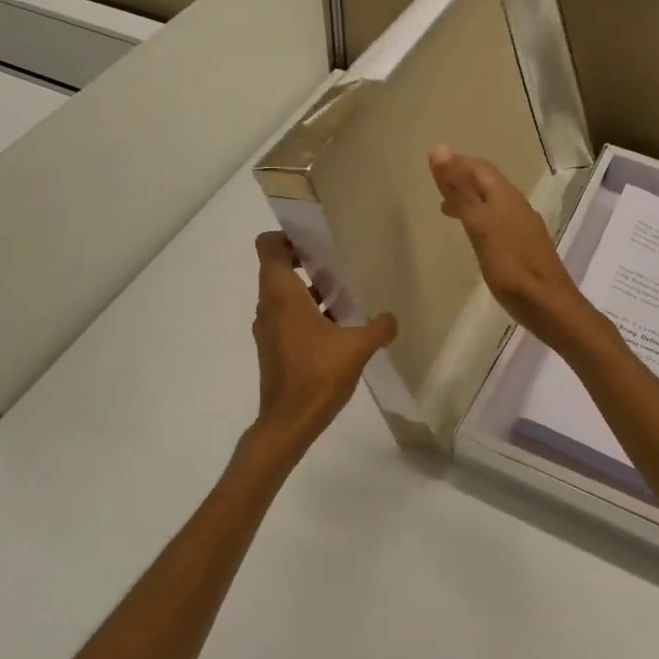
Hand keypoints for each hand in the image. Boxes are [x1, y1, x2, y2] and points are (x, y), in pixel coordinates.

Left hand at [250, 232, 396, 458]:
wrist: (289, 422)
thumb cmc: (318, 375)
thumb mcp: (357, 347)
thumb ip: (378, 328)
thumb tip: (391, 318)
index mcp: (281, 294)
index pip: (269, 246)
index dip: (288, 236)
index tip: (316, 239)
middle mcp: (268, 305)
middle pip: (278, 267)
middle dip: (306, 260)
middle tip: (338, 261)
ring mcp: (268, 328)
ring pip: (283, 294)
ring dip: (308, 289)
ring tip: (343, 293)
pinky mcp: (273, 347)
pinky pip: (286, 316)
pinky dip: (306, 312)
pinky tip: (336, 326)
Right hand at [429, 146, 595, 347]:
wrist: (548, 304)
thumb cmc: (510, 265)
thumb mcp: (479, 225)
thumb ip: (459, 190)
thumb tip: (440, 150)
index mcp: (505, 196)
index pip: (479, 167)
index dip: (457, 162)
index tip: (432, 165)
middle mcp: (517, 204)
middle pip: (487, 182)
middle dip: (462, 178)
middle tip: (436, 185)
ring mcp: (523, 225)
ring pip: (492, 201)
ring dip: (469, 198)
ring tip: (446, 208)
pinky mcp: (524, 245)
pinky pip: (498, 219)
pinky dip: (479, 216)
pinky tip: (473, 233)